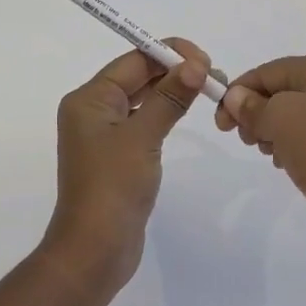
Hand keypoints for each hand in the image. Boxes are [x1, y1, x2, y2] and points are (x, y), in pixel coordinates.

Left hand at [48, 39, 210, 285]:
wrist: (95, 251)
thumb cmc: (113, 187)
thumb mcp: (143, 136)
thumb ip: (169, 97)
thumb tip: (194, 64)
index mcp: (89, 98)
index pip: (134, 60)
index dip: (170, 54)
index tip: (206, 61)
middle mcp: (93, 110)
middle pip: (138, 75)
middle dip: (176, 70)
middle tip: (216, 76)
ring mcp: (104, 133)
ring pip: (143, 98)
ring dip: (173, 90)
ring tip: (209, 89)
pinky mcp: (118, 155)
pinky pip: (144, 120)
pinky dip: (165, 112)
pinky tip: (187, 112)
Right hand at [214, 49, 305, 252]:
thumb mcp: (282, 123)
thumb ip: (253, 106)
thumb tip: (236, 97)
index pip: (269, 71)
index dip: (238, 94)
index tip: (220, 124)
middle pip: (284, 88)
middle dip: (258, 113)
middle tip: (246, 142)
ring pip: (298, 110)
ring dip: (275, 129)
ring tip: (271, 155)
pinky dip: (296, 140)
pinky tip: (290, 161)